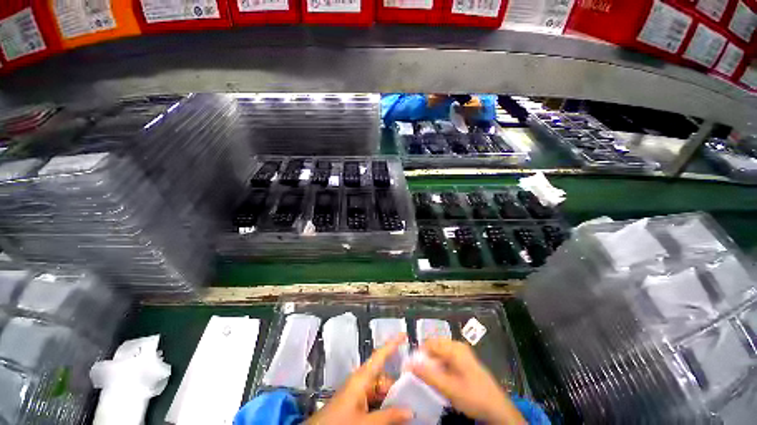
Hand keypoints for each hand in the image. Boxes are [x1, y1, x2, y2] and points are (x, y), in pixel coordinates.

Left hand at [307, 334, 411, 424]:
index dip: (392, 344)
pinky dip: (383, 404)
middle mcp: (360, 380)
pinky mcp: (355, 402)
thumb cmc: (338, 423)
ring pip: (379, 389)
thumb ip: (388, 415)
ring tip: (404, 407)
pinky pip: (373, 398)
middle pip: (383, 376)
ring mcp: (357, 392)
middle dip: (396, 384)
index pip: (380, 355)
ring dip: (390, 397)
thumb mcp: (366, 422)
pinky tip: (391, 414)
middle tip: (412, 394)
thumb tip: (410, 411)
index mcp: (361, 378)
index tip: (404, 334)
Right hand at [411, 338, 525, 424]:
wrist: (497, 409)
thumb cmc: (473, 396)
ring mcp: (462, 353)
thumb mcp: (448, 388)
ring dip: (433, 364)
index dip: (419, 355)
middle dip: (426, 359)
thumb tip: (409, 364)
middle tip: (421, 375)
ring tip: (430, 379)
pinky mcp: (465, 361)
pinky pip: (447, 359)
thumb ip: (428, 375)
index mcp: (454, 348)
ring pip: (440, 354)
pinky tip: (441, 380)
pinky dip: (441, 367)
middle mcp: (457, 346)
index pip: (429, 344)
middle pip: (435, 347)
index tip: (412, 368)